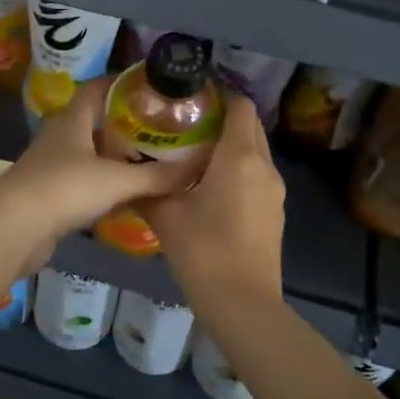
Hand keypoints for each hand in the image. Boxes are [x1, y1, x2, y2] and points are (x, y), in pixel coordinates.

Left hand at [0, 77, 198, 271]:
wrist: (13, 229)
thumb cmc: (64, 189)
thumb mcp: (117, 180)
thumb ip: (156, 176)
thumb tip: (195, 168)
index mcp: (72, 119)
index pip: (97, 88)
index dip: (122, 83)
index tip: (151, 87)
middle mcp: (60, 137)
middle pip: (95, 122)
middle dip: (125, 125)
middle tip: (160, 129)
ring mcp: (52, 167)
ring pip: (90, 155)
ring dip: (116, 159)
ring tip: (151, 162)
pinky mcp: (49, 196)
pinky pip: (84, 184)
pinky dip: (106, 187)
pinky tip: (128, 198)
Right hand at [144, 92, 284, 303]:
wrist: (243, 303)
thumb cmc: (204, 252)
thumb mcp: (165, 217)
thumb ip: (145, 188)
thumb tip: (125, 171)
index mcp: (240, 157)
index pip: (240, 106)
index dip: (219, 95)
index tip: (191, 97)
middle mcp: (264, 166)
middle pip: (249, 126)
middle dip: (223, 118)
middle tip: (186, 122)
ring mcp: (274, 190)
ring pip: (255, 151)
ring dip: (230, 144)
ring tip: (194, 152)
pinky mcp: (275, 211)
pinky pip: (257, 174)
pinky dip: (238, 168)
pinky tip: (209, 185)